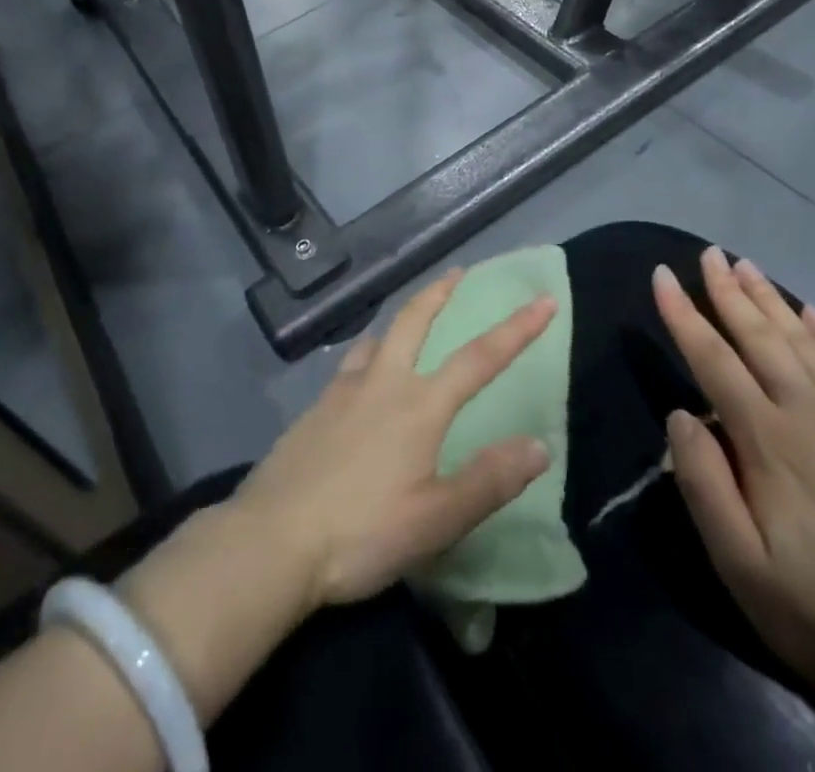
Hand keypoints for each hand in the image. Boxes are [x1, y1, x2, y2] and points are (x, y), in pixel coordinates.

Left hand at [232, 269, 556, 609]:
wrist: (270, 542)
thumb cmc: (361, 533)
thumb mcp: (436, 519)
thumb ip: (489, 480)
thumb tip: (539, 445)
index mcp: (419, 406)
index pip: (479, 358)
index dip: (516, 329)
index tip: (544, 300)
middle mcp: (383, 383)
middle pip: (414, 321)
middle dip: (440, 293)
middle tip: (457, 272)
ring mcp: (343, 392)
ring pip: (377, 337)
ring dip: (401, 318)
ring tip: (410, 316)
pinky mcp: (314, 410)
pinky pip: (350, 364)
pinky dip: (368, 352)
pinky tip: (362, 373)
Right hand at [654, 248, 814, 697]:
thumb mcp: (740, 565)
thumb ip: (703, 484)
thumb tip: (681, 415)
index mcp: (769, 441)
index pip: (713, 360)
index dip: (683, 315)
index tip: (661, 275)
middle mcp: (812, 413)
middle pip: (760, 337)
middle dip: (728, 291)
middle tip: (708, 253)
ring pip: (806, 342)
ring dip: (772, 299)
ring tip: (747, 265)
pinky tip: (812, 312)